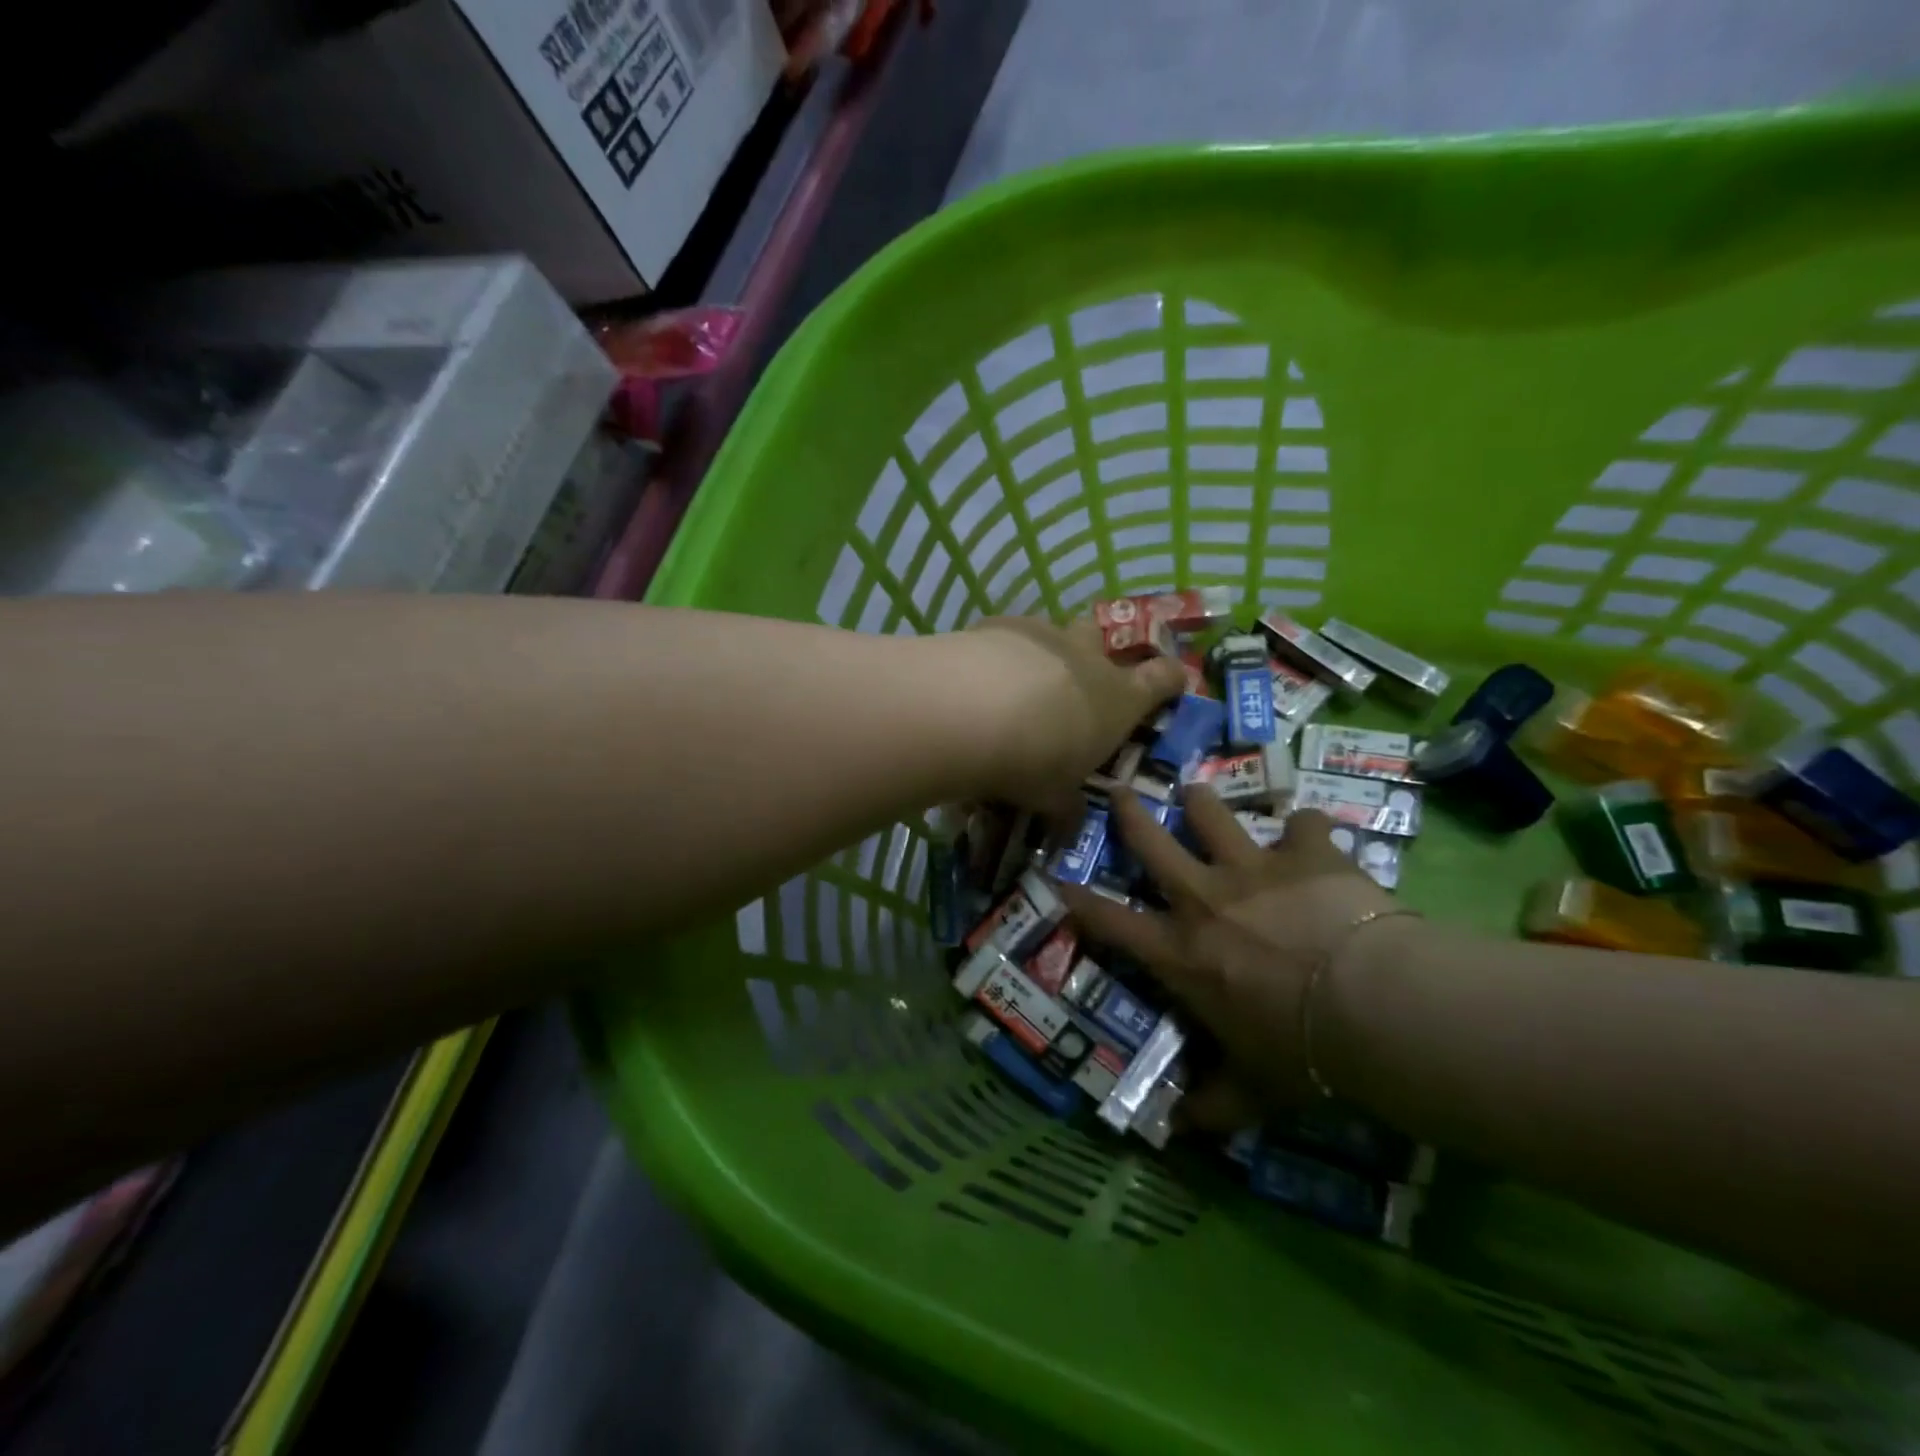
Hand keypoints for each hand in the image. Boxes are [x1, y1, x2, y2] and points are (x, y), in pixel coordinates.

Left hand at [957, 617, 1184, 826]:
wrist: (973, 711)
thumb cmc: (1033, 760)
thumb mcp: (1053, 796)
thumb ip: (1065, 806)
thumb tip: (1069, 823)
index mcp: (1118, 698)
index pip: (1162, 677)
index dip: (1170, 678)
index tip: (1171, 680)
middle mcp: (1087, 657)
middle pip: (1101, 639)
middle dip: (1091, 654)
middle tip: (1072, 682)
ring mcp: (1043, 634)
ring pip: (1052, 634)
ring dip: (1041, 655)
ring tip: (1013, 685)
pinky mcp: (998, 624)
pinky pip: (1006, 634)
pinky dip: (998, 653)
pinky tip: (977, 676)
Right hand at [1058, 786, 1417, 1125]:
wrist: (1371, 1005)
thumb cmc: (1299, 1052)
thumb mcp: (1252, 1089)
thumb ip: (1213, 1105)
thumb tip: (1179, 1133)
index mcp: (1181, 952)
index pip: (1111, 923)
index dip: (1079, 900)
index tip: (1057, 878)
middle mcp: (1204, 899)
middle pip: (1152, 843)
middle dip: (1130, 814)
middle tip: (1121, 791)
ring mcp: (1253, 868)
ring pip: (1212, 815)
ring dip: (1202, 802)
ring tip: (1197, 791)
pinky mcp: (1306, 853)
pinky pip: (1305, 824)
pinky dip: (1307, 828)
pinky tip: (1313, 831)